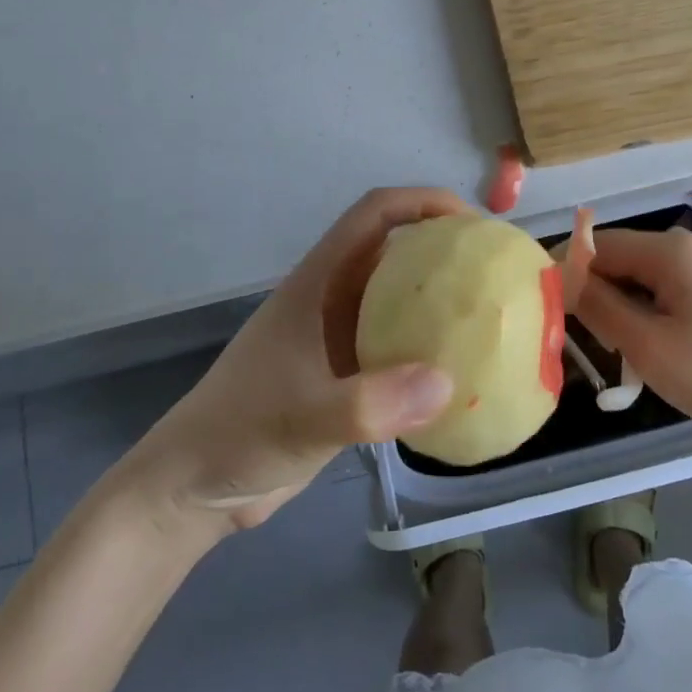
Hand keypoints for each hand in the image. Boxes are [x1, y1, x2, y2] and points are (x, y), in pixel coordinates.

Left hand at [115, 187, 467, 532]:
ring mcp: (338, 340)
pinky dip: (431, 353)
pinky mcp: (345, 379)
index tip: (475, 225)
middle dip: (447, 250)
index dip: (424, 202)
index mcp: (318, 283)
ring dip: (442, 303)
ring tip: (492, 320)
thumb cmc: (238, 434)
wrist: (193, 489)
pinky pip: (398, 350)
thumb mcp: (302, 419)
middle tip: (499, 274)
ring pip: (401, 301)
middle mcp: (332, 301)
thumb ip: (367, 404)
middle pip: (396, 251)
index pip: (375, 214)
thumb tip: (446, 383)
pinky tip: (462, 378)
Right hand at [575, 228, 691, 455]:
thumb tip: (561, 278)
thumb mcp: (647, 346)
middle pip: (621, 259)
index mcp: (671, 251)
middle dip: (598, 294)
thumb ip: (598, 306)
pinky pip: (669, 291)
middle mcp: (690, 247)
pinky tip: (655, 350)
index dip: (568, 272)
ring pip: (643, 278)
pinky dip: (650, 314)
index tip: (549, 310)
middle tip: (589, 343)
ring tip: (622, 354)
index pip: (598, 245)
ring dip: (624, 309)